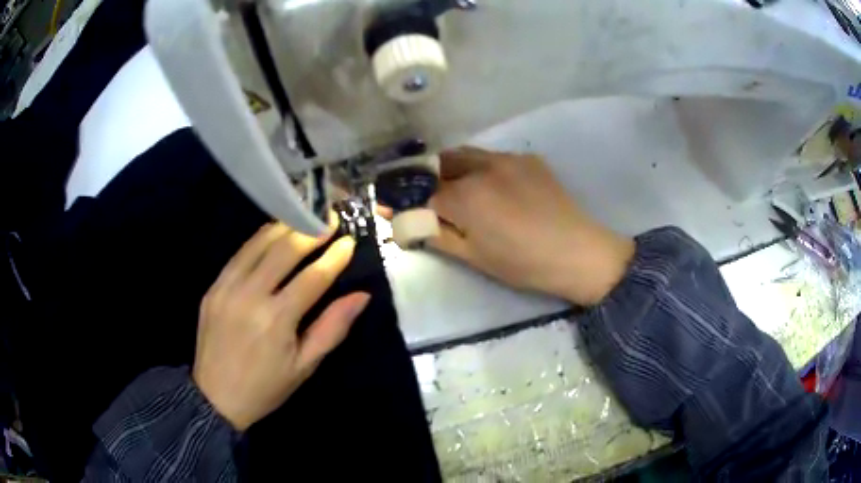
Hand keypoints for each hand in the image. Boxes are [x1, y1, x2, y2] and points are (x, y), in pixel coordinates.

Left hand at [193, 221, 369, 430]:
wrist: (215, 397)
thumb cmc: (266, 387)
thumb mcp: (304, 365)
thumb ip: (332, 328)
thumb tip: (361, 296)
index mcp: (277, 319)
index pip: (313, 277)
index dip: (334, 257)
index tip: (350, 241)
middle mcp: (250, 296)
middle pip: (284, 250)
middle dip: (311, 231)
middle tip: (330, 219)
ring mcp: (227, 287)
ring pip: (259, 244)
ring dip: (285, 227)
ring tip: (305, 216)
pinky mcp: (213, 287)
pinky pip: (239, 254)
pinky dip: (259, 239)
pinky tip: (273, 234)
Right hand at [419, 147, 633, 305]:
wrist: (578, 252)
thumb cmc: (523, 263)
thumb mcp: (473, 257)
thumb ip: (435, 234)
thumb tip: (402, 221)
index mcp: (466, 196)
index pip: (423, 194)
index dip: (407, 203)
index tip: (391, 208)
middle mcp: (482, 167)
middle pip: (440, 164)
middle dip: (426, 179)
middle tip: (427, 199)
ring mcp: (508, 158)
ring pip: (466, 155)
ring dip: (452, 168)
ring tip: (457, 190)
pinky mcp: (528, 159)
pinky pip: (493, 157)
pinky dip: (481, 169)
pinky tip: (494, 188)